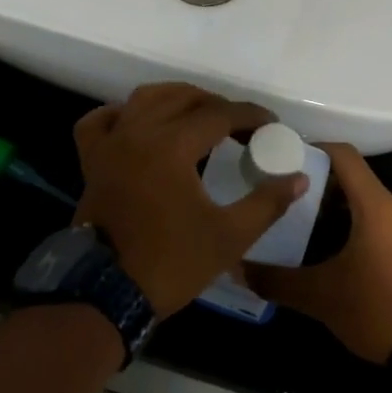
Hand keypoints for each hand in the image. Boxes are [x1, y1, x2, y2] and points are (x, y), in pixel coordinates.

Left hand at [73, 84, 308, 318]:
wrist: (107, 294)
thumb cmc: (171, 263)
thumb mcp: (229, 237)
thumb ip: (267, 203)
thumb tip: (299, 178)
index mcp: (173, 145)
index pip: (219, 115)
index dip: (249, 116)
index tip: (270, 125)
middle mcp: (139, 132)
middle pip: (183, 98)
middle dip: (217, 105)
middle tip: (240, 125)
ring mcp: (111, 144)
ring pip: (144, 99)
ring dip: (175, 99)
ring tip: (198, 114)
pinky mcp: (92, 161)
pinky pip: (100, 122)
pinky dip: (121, 114)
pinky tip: (136, 123)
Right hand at [245, 145, 391, 363]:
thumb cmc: (377, 311)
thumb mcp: (320, 297)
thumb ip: (277, 280)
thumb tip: (239, 269)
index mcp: (377, 206)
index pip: (344, 155)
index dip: (315, 149)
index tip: (286, 157)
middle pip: (356, 181)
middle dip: (321, 188)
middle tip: (288, 201)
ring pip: (370, 206)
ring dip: (340, 212)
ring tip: (307, 229)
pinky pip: (385, 227)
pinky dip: (360, 230)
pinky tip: (338, 255)